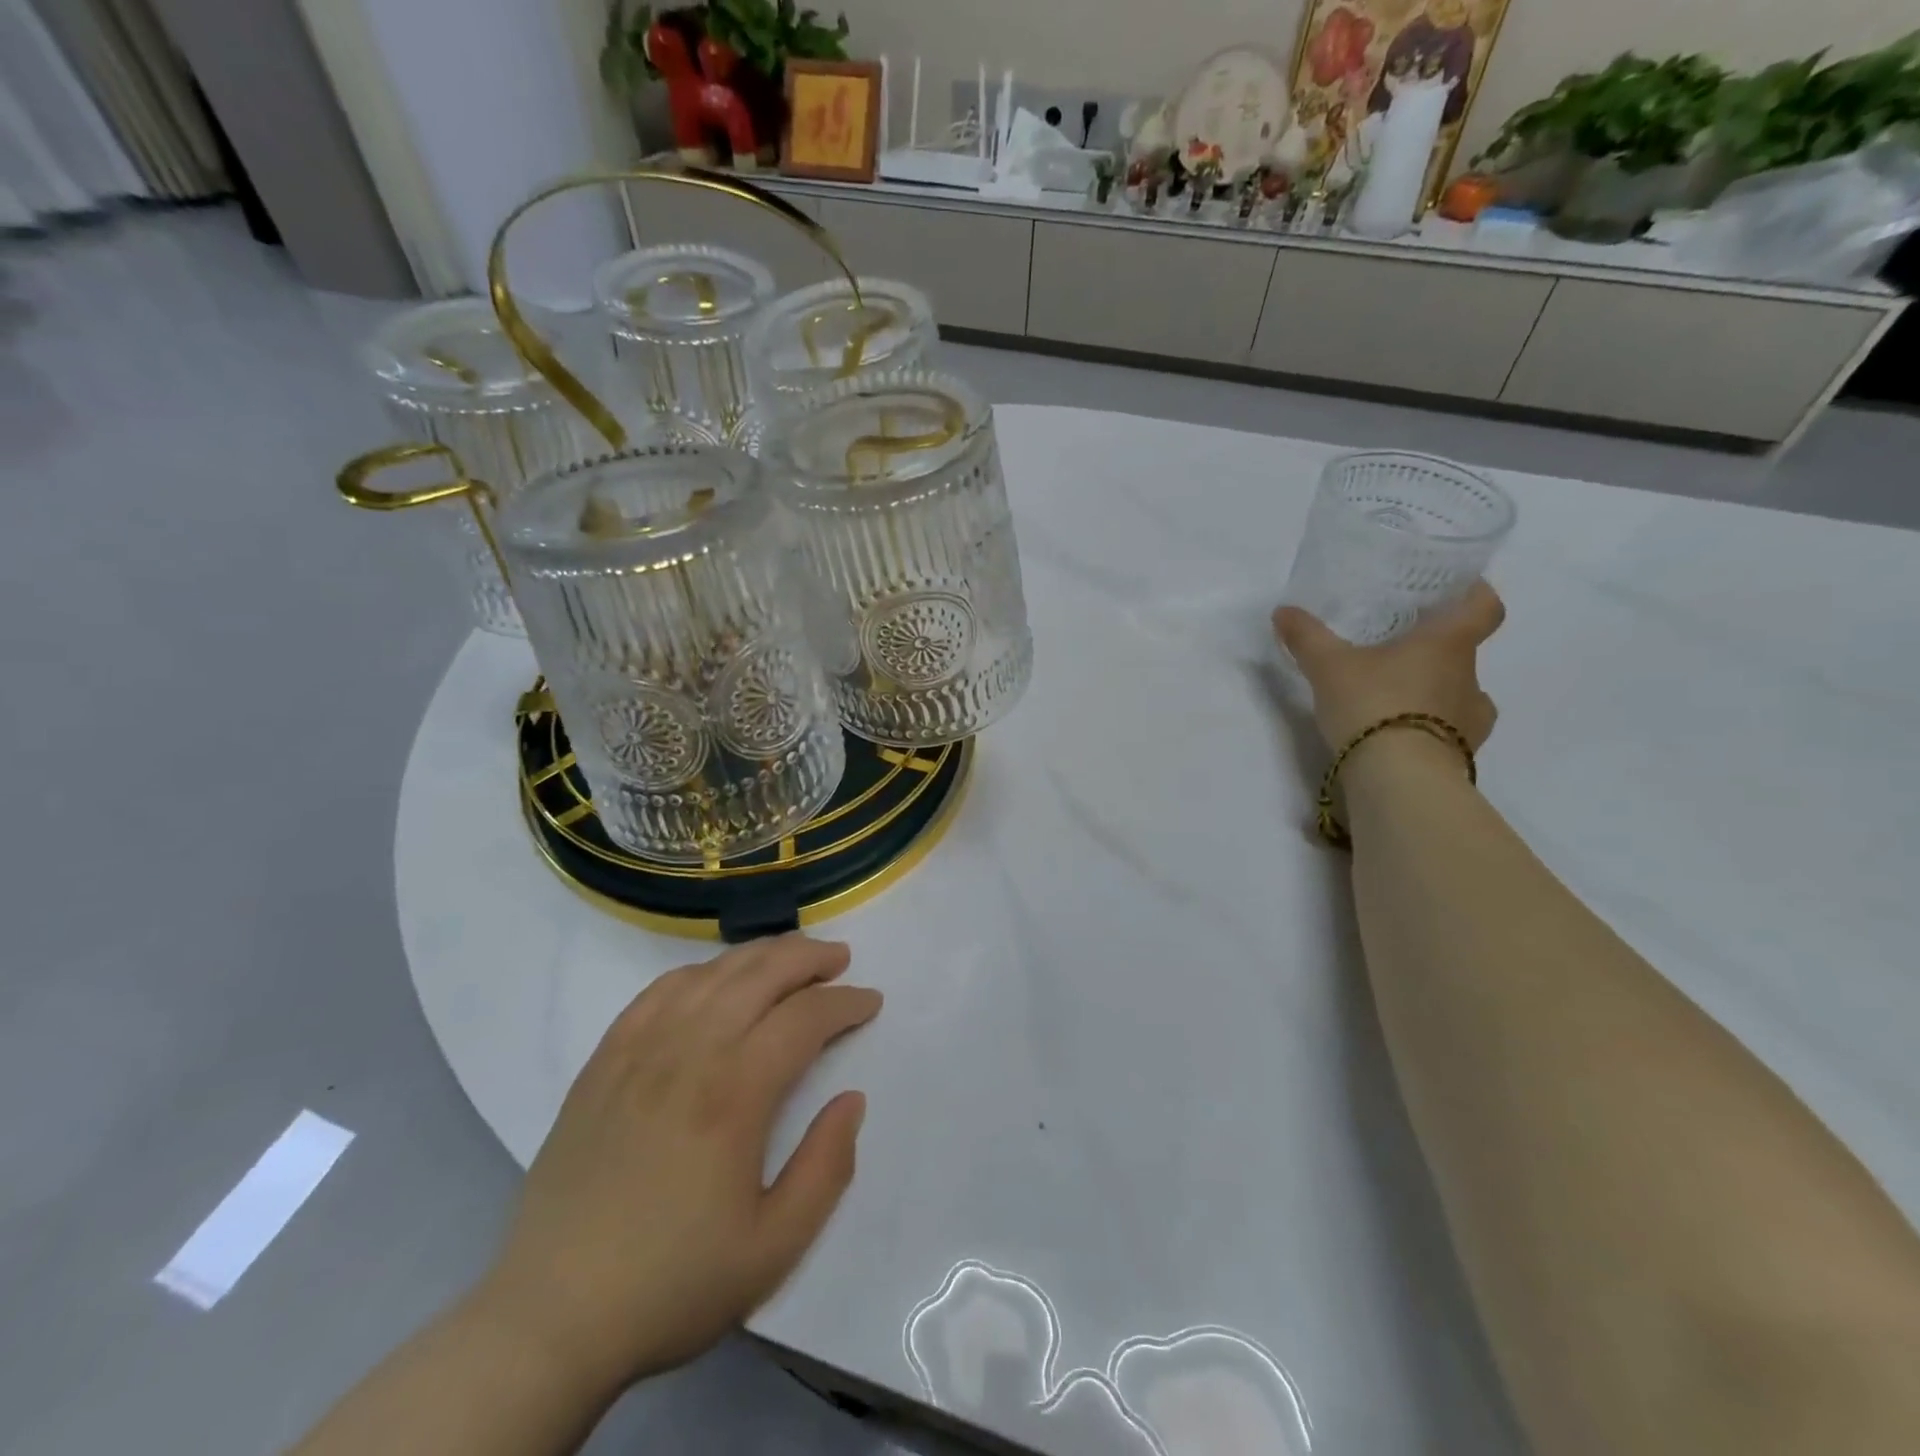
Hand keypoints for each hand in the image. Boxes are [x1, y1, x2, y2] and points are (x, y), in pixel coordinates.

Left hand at [477, 934, 879, 1394]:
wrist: (551, 1319)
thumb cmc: (672, 1284)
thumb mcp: (773, 1247)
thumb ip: (827, 1168)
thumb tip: (851, 1100)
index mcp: (734, 1094)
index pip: (804, 1018)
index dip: (844, 1002)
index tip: (870, 1002)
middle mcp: (688, 1053)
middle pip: (760, 974)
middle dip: (809, 958)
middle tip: (840, 960)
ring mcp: (639, 1051)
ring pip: (712, 973)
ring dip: (760, 955)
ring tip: (790, 957)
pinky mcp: (604, 1061)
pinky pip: (658, 991)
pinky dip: (699, 972)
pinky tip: (715, 979)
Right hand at [1273, 581, 1505, 751]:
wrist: (1400, 779)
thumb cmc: (1373, 705)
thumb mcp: (1328, 667)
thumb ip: (1307, 637)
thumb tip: (1283, 611)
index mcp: (1448, 643)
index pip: (1484, 606)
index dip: (1474, 594)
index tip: (1452, 592)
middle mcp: (1470, 677)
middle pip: (1462, 652)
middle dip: (1432, 651)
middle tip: (1393, 651)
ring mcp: (1471, 720)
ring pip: (1457, 695)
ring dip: (1432, 693)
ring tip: (1392, 700)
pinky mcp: (1460, 755)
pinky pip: (1449, 733)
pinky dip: (1428, 730)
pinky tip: (1398, 735)